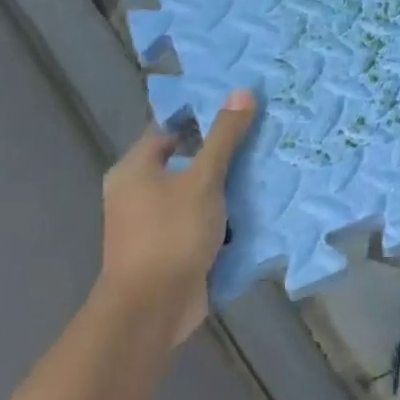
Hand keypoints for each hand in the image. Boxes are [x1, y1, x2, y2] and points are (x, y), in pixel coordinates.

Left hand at [97, 91, 255, 345]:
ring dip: (225, 188)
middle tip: (260, 137)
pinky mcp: (171, 249)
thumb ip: (224, 137)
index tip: (238, 109)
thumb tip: (242, 91)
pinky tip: (254, 209)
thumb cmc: (171, 234)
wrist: (153, 308)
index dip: (200, 117)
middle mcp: (137, 193)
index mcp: (134, 169)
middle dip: (220, 154)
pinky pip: (201, 222)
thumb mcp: (203, 179)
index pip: (168, 129)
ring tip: (265, 168)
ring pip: (195, 194)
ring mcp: (153, 224)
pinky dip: (223, 216)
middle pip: (184, 162)